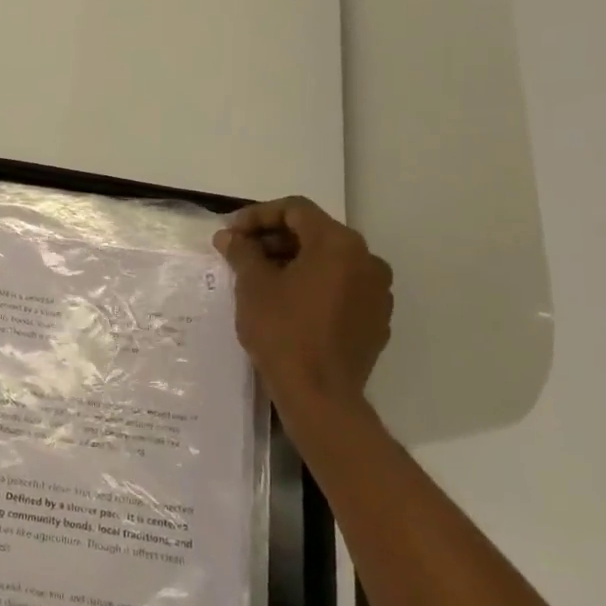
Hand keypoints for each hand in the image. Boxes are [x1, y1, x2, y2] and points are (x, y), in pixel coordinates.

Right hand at [214, 197, 392, 421]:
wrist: (320, 395)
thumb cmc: (283, 332)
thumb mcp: (253, 286)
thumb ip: (242, 252)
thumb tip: (229, 236)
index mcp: (338, 244)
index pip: (296, 210)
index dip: (258, 215)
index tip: (231, 233)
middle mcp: (367, 260)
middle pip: (315, 233)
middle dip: (275, 239)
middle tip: (242, 253)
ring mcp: (377, 291)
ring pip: (330, 261)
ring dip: (294, 261)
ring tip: (261, 278)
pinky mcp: (376, 319)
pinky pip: (342, 287)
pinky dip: (315, 285)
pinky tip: (288, 303)